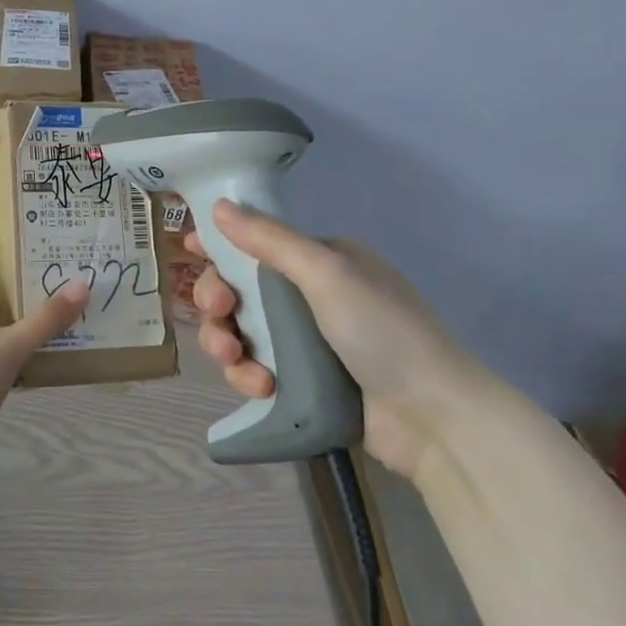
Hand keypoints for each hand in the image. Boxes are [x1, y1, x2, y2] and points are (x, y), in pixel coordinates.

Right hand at [187, 200, 489, 481]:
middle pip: (242, 289)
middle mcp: (312, 297)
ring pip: (243, 332)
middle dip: (218, 300)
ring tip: (234, 359)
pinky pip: (256, 368)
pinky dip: (249, 375)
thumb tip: (220, 206)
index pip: (259, 244)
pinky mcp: (302, 382)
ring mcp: (307, 341)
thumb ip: (270, 240)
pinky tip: (260, 386)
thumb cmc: (383, 332)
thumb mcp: (327, 275)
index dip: (223, 247)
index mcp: (323, 262)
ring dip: (228, 342)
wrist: (434, 419)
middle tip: (217, 314)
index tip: (191, 253)